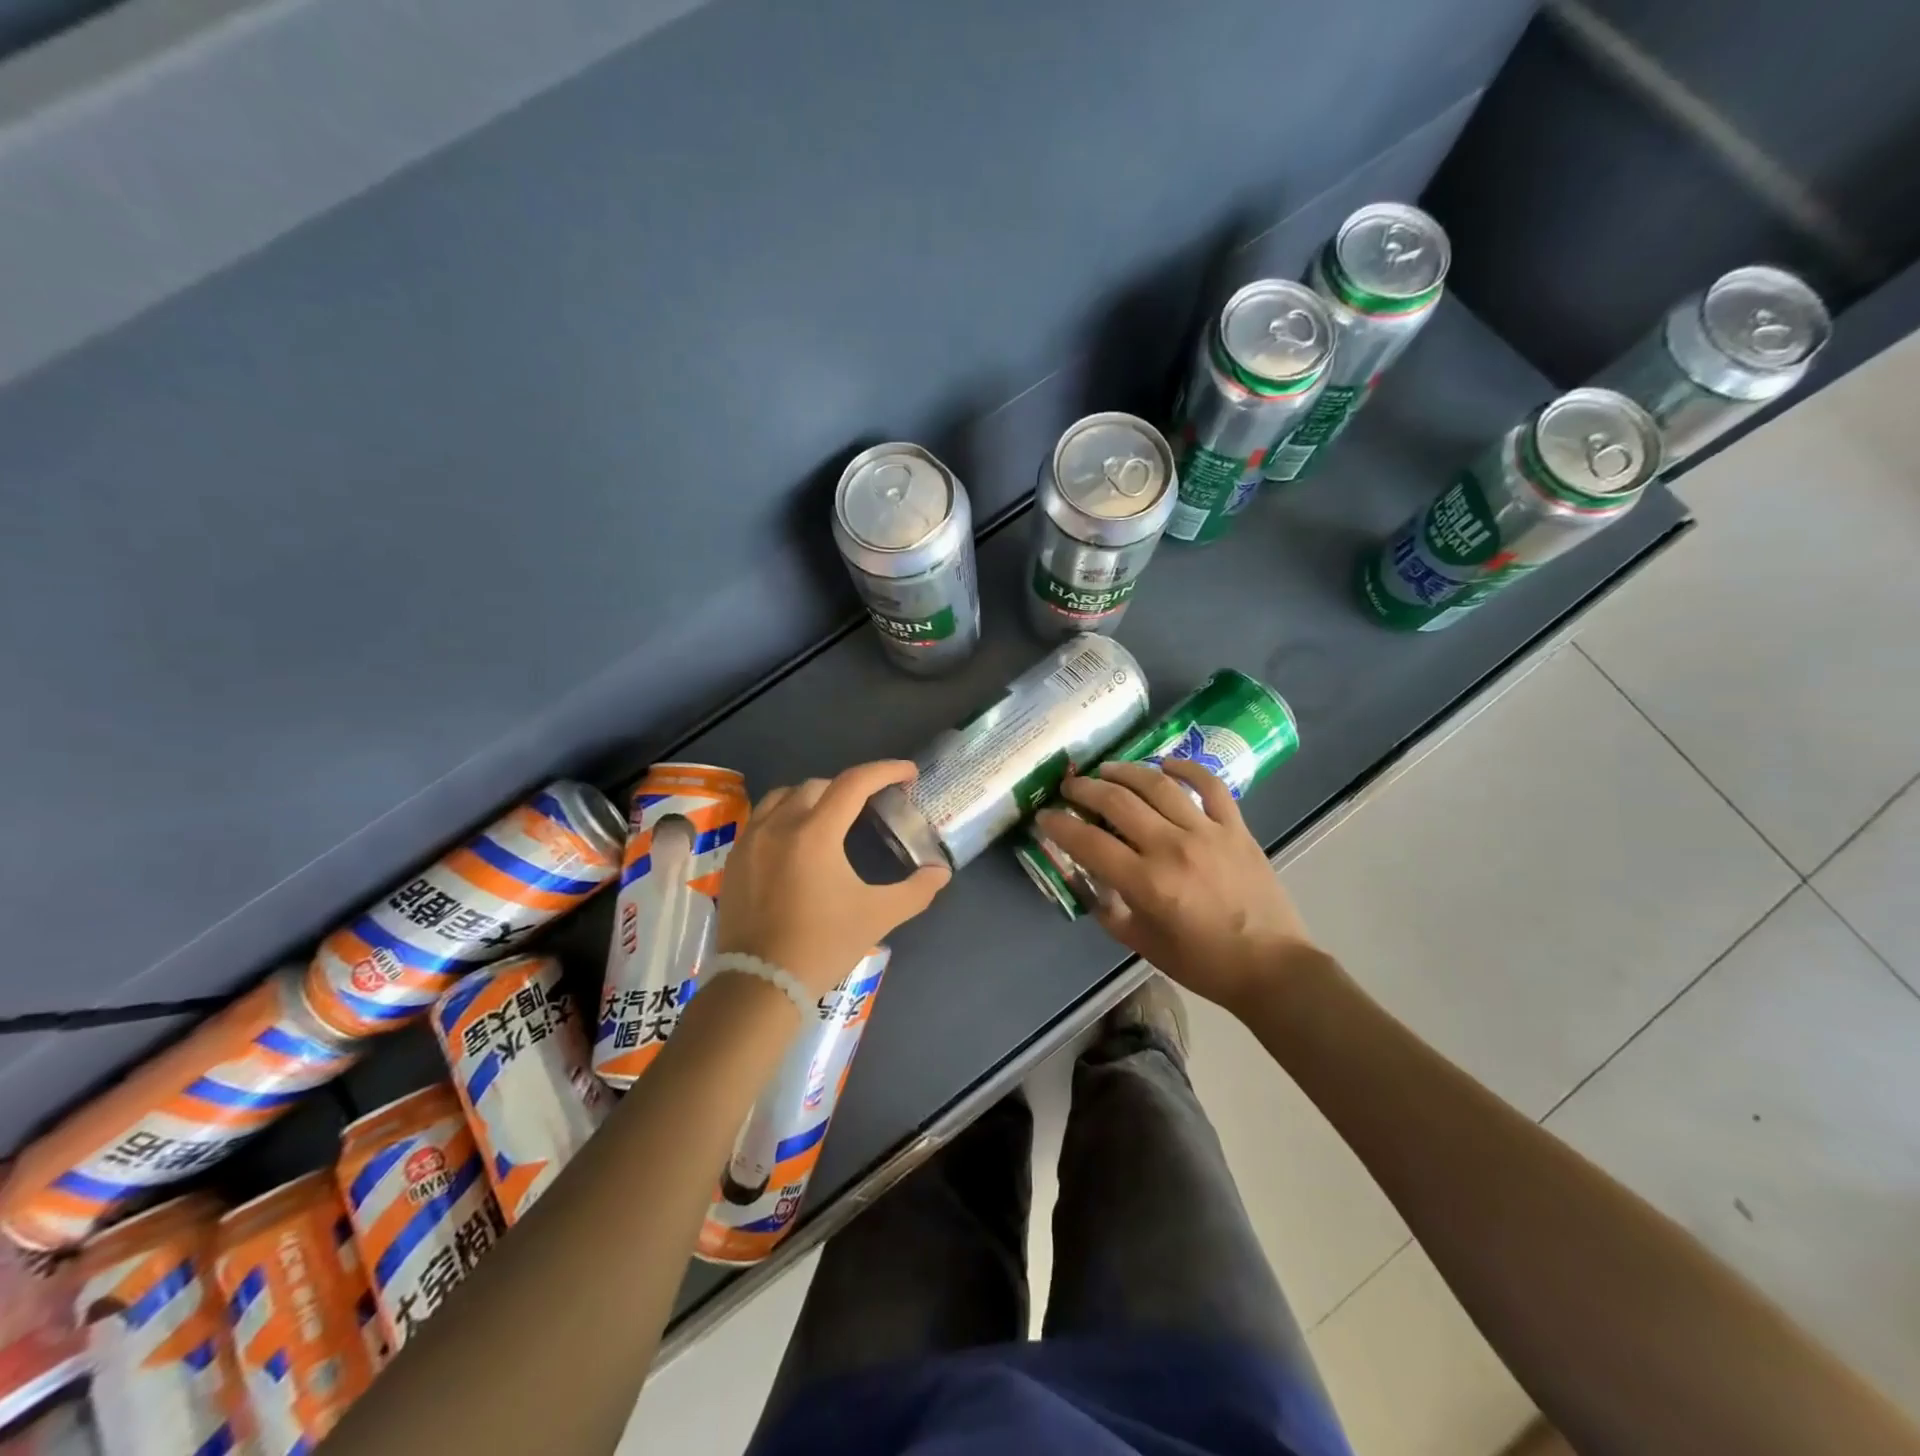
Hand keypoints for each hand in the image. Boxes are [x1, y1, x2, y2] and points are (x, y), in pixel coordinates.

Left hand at [715, 760, 950, 994]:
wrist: (760, 984)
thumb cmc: (823, 945)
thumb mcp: (877, 916)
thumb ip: (916, 890)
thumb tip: (942, 872)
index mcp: (816, 833)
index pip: (854, 783)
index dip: (885, 771)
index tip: (908, 773)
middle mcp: (779, 825)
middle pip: (818, 785)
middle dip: (849, 787)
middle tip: (871, 804)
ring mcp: (751, 841)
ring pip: (783, 796)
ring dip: (813, 797)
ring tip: (831, 815)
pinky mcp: (734, 860)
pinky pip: (761, 819)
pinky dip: (784, 816)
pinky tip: (796, 841)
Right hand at [1035, 758, 1319, 1016]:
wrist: (1272, 968)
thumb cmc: (1203, 964)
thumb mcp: (1142, 945)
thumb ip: (1109, 910)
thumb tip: (1088, 879)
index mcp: (1147, 883)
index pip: (1089, 843)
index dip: (1060, 826)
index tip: (1045, 816)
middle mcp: (1173, 848)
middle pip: (1118, 803)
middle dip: (1085, 790)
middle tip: (1069, 786)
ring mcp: (1208, 832)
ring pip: (1158, 785)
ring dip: (1125, 772)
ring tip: (1105, 770)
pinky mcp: (1236, 827)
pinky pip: (1210, 785)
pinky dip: (1186, 768)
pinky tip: (1165, 763)